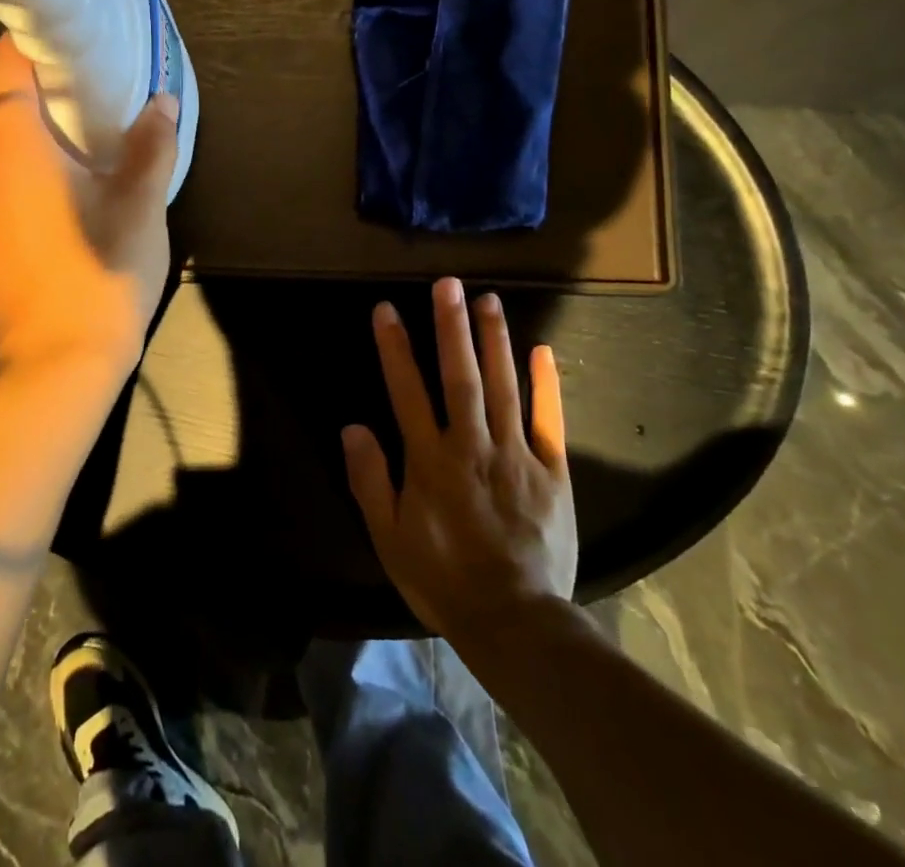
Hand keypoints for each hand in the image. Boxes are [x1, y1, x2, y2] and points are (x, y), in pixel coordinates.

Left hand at [0, 36, 177, 381]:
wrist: (58, 367)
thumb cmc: (102, 274)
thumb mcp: (141, 206)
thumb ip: (152, 147)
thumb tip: (163, 104)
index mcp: (15, 152)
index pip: (2, 73)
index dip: (22, 44)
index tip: (55, 36)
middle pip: (5, 117)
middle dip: (45, 103)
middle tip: (93, 103)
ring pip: (4, 162)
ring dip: (39, 151)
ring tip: (86, 163)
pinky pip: (1, 198)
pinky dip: (28, 188)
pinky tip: (66, 214)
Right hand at [342, 276, 577, 643]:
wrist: (514, 621)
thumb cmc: (443, 579)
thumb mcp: (390, 538)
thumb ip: (370, 480)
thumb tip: (352, 427)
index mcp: (430, 460)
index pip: (407, 391)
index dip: (394, 348)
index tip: (386, 308)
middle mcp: (471, 445)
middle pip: (459, 376)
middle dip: (450, 327)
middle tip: (447, 283)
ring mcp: (516, 455)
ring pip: (502, 387)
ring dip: (494, 341)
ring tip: (488, 299)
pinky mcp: (552, 471)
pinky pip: (549, 421)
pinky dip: (546, 385)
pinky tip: (542, 350)